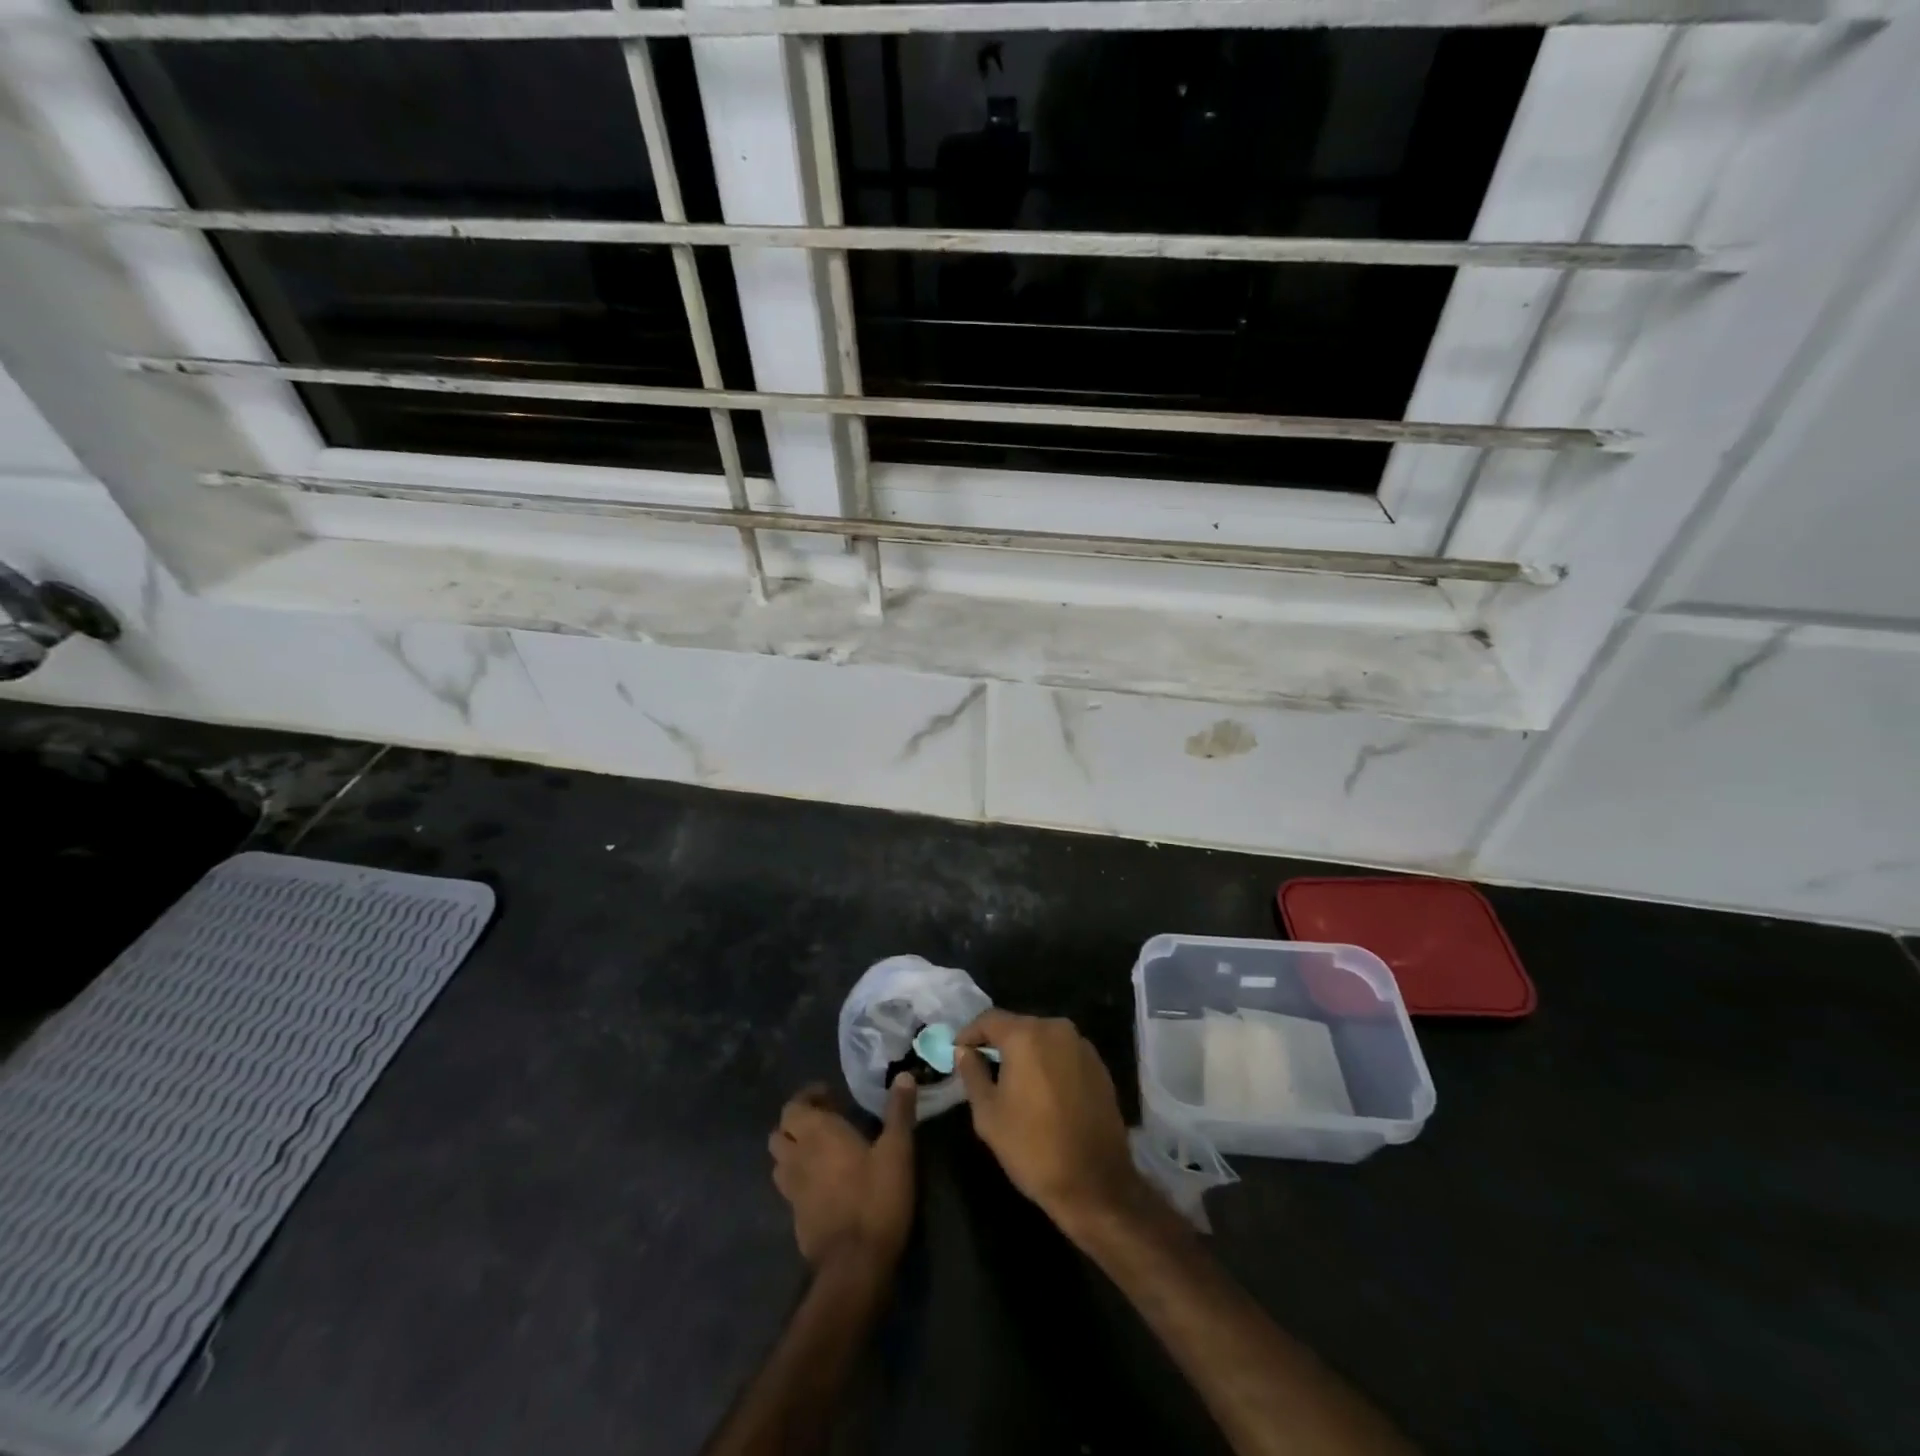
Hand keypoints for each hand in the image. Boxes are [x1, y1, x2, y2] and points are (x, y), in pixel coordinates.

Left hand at [769, 1076, 916, 1271]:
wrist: (854, 1267)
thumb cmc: (876, 1199)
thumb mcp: (897, 1151)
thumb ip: (899, 1112)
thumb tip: (904, 1076)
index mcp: (817, 1134)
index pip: (793, 1106)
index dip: (808, 1098)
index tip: (831, 1096)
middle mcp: (797, 1158)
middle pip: (780, 1133)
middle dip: (798, 1123)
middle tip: (826, 1122)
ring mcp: (792, 1192)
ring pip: (781, 1163)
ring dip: (794, 1152)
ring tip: (822, 1152)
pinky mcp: (796, 1220)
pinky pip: (790, 1190)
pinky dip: (801, 1180)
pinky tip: (825, 1186)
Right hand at [955, 1011, 1142, 1230]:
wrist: (1095, 1184)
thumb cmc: (1033, 1148)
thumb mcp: (988, 1115)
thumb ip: (972, 1074)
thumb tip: (964, 1051)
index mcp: (1026, 1036)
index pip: (989, 1019)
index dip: (969, 1033)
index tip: (957, 1052)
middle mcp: (1056, 1029)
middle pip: (1018, 1026)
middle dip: (998, 1043)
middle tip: (982, 1066)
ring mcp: (1082, 1046)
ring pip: (1043, 1038)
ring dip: (1025, 1053)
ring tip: (1012, 1080)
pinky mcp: (1099, 1066)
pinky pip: (1063, 1053)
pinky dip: (1048, 1063)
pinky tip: (1042, 1091)